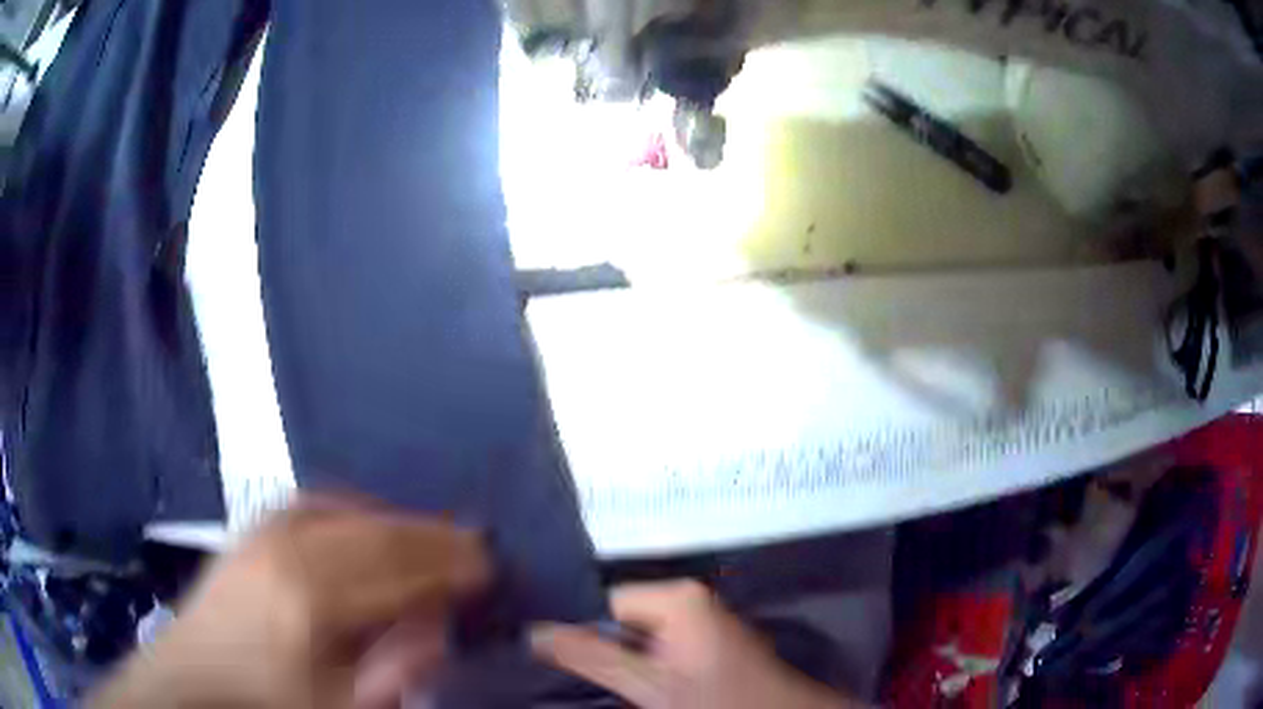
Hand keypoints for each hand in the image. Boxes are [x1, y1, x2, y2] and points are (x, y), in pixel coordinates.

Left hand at [90, 496, 488, 708]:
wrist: (195, 674)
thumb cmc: (271, 701)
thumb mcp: (341, 706)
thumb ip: (395, 667)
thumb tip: (439, 625)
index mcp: (312, 599)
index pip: (398, 570)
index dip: (449, 567)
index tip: (487, 566)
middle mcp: (290, 549)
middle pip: (378, 533)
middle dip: (433, 538)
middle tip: (474, 544)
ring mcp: (267, 530)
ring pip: (350, 510)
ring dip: (398, 520)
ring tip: (431, 535)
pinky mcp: (254, 527)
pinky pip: (316, 502)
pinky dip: (355, 507)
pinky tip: (370, 519)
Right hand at [530, 580, 859, 708]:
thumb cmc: (720, 703)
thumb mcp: (650, 687)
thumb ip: (591, 658)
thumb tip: (533, 633)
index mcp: (677, 598)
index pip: (603, 602)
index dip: (576, 631)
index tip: (548, 657)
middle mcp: (690, 600)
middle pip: (620, 618)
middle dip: (597, 648)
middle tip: (567, 674)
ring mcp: (701, 621)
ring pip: (638, 636)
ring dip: (618, 660)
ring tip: (592, 681)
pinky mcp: (707, 644)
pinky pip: (659, 647)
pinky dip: (642, 666)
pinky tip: (632, 686)